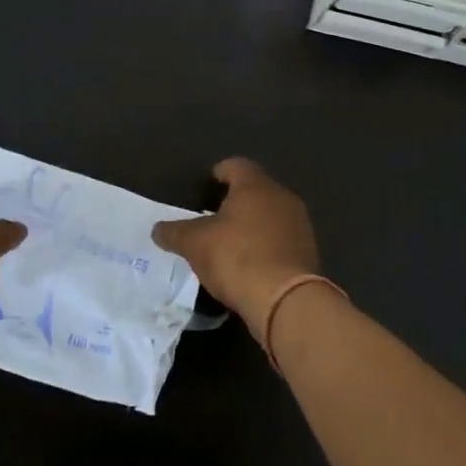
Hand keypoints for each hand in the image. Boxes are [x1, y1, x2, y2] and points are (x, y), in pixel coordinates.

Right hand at [152, 158, 320, 348]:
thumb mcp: (194, 244)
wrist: (285, 300)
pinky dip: (265, 246)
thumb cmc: (236, 257)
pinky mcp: (308, 252)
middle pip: (256, 190)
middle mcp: (282, 197)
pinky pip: (281, 240)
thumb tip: (158, 229)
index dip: (219, 173)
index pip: (236, 165)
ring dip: (253, 225)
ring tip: (231, 243)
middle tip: (213, 217)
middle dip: (236, 201)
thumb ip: (174, 233)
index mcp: (255, 186)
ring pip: (271, 215)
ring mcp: (299, 225)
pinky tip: (250, 264)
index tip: (207, 186)